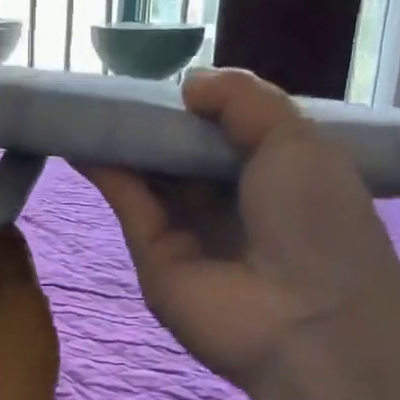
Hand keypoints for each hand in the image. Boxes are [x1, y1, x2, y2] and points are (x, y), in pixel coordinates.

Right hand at [82, 68, 399, 392]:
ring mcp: (190, 233)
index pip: (226, 133)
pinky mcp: (153, 257)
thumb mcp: (296, 139)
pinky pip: (130, 204)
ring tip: (89, 105)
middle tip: (117, 87)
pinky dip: (107, 172)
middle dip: (154, 123)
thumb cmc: (317, 220)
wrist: (310, 320)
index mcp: (275, 175)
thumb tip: (188, 83)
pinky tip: (83, 139)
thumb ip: (243, 100)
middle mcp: (231, 204)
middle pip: (182, 155)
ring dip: (123, 143)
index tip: (166, 79)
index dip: (196, 107)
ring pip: (150, 178)